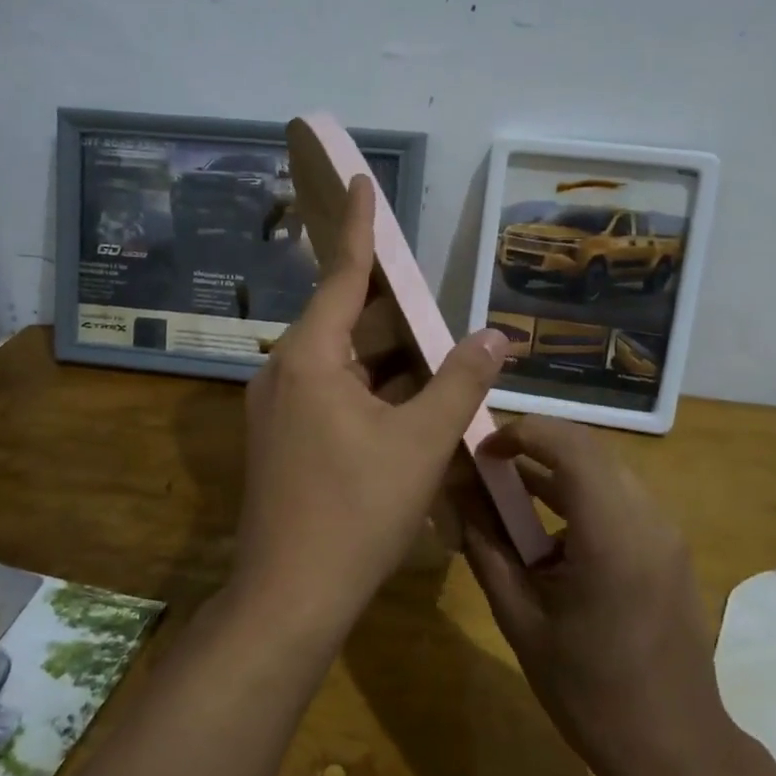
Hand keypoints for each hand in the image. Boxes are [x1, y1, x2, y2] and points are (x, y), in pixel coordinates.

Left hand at [236, 176, 509, 632]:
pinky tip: (409, 401)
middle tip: (434, 292)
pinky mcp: (282, 440)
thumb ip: (461, 381)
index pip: (342, 274)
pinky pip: (331, 394)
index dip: (359, 226)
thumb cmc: (357, 511)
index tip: (359, 180)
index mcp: (308, 358)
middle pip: (343, 320)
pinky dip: (370, 389)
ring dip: (387, 356)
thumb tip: (497, 334)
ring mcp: (277, 408)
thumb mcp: (422, 441)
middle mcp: (283, 372)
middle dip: (390, 306)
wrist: (290, 595)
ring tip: (437, 346)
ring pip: (340, 363)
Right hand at [461, 416, 734, 775]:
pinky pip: (620, 499)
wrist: (676, 750)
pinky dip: (580, 498)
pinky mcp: (670, 549)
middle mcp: (648, 519)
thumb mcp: (521, 621)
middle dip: (535, 448)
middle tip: (488, 471)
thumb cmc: (589, 693)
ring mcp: (666, 533)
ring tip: (509, 501)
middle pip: (589, 451)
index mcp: (612, 535)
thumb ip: (486, 549)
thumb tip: (456, 496)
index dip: (522, 432)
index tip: (483, 452)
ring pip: (605, 471)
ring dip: (556, 473)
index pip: (570, 445)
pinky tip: (550, 539)